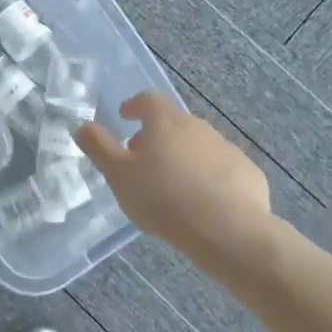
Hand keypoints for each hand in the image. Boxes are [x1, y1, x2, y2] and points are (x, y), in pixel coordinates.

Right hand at [78, 92, 273, 276]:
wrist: (228, 231)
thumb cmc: (163, 199)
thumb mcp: (119, 176)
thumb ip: (99, 147)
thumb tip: (83, 125)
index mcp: (165, 123)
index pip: (148, 100)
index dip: (135, 105)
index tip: (126, 116)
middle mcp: (198, 127)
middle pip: (174, 123)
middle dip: (157, 136)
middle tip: (144, 159)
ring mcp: (227, 149)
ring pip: (200, 146)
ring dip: (184, 157)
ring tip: (173, 185)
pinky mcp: (248, 174)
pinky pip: (223, 169)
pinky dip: (210, 178)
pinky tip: (204, 203)